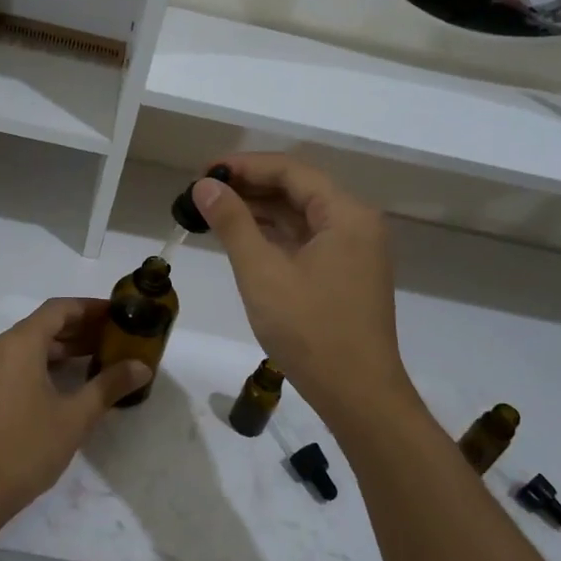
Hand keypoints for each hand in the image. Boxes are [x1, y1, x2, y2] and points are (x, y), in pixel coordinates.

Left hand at [0, 298, 151, 525]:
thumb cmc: (26, 448)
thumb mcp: (75, 417)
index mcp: (19, 343)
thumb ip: (109, 385)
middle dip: (80, 329)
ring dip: (61, 347)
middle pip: (43, 324)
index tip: (118, 315)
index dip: (90, 308)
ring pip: (28, 344)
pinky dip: (42, 362)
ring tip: (97, 359)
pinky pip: (15, 361)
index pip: (59, 309)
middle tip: (114, 339)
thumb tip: (141, 366)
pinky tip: (66, 381)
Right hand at [192, 155, 411, 422]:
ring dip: (260, 211)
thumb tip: (205, 185)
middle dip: (251, 187)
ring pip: (302, 216)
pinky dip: (275, 236)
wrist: (357, 394)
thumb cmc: (310, 330)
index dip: (245, 166)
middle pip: (298, 189)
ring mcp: (354, 251)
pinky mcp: (346, 274)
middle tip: (204, 191)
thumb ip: (232, 223)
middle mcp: (356, 224)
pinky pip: (307, 240)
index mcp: (346, 214)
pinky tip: (243, 238)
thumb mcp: (262, 272)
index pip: (291, 171)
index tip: (205, 171)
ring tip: (214, 211)